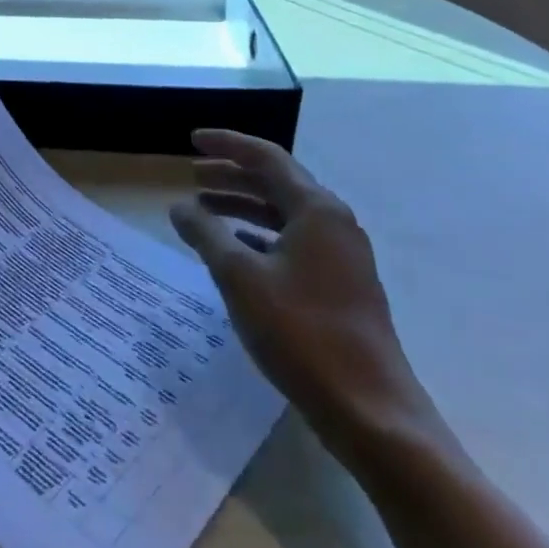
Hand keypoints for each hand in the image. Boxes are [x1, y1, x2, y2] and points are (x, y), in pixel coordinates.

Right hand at [169, 130, 435, 458]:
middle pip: (277, 183)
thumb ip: (206, 234)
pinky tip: (236, 249)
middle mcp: (334, 224)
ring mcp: (342, 257)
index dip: (227, 145)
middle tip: (191, 174)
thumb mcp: (239, 277)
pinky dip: (259, 236)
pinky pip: (292, 242)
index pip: (267, 158)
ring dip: (243, 206)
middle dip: (232, 175)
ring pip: (284, 214)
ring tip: (204, 210)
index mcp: (316, 211)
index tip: (191, 140)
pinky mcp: (340, 286)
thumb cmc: (300, 332)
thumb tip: (180, 206)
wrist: (368, 407)